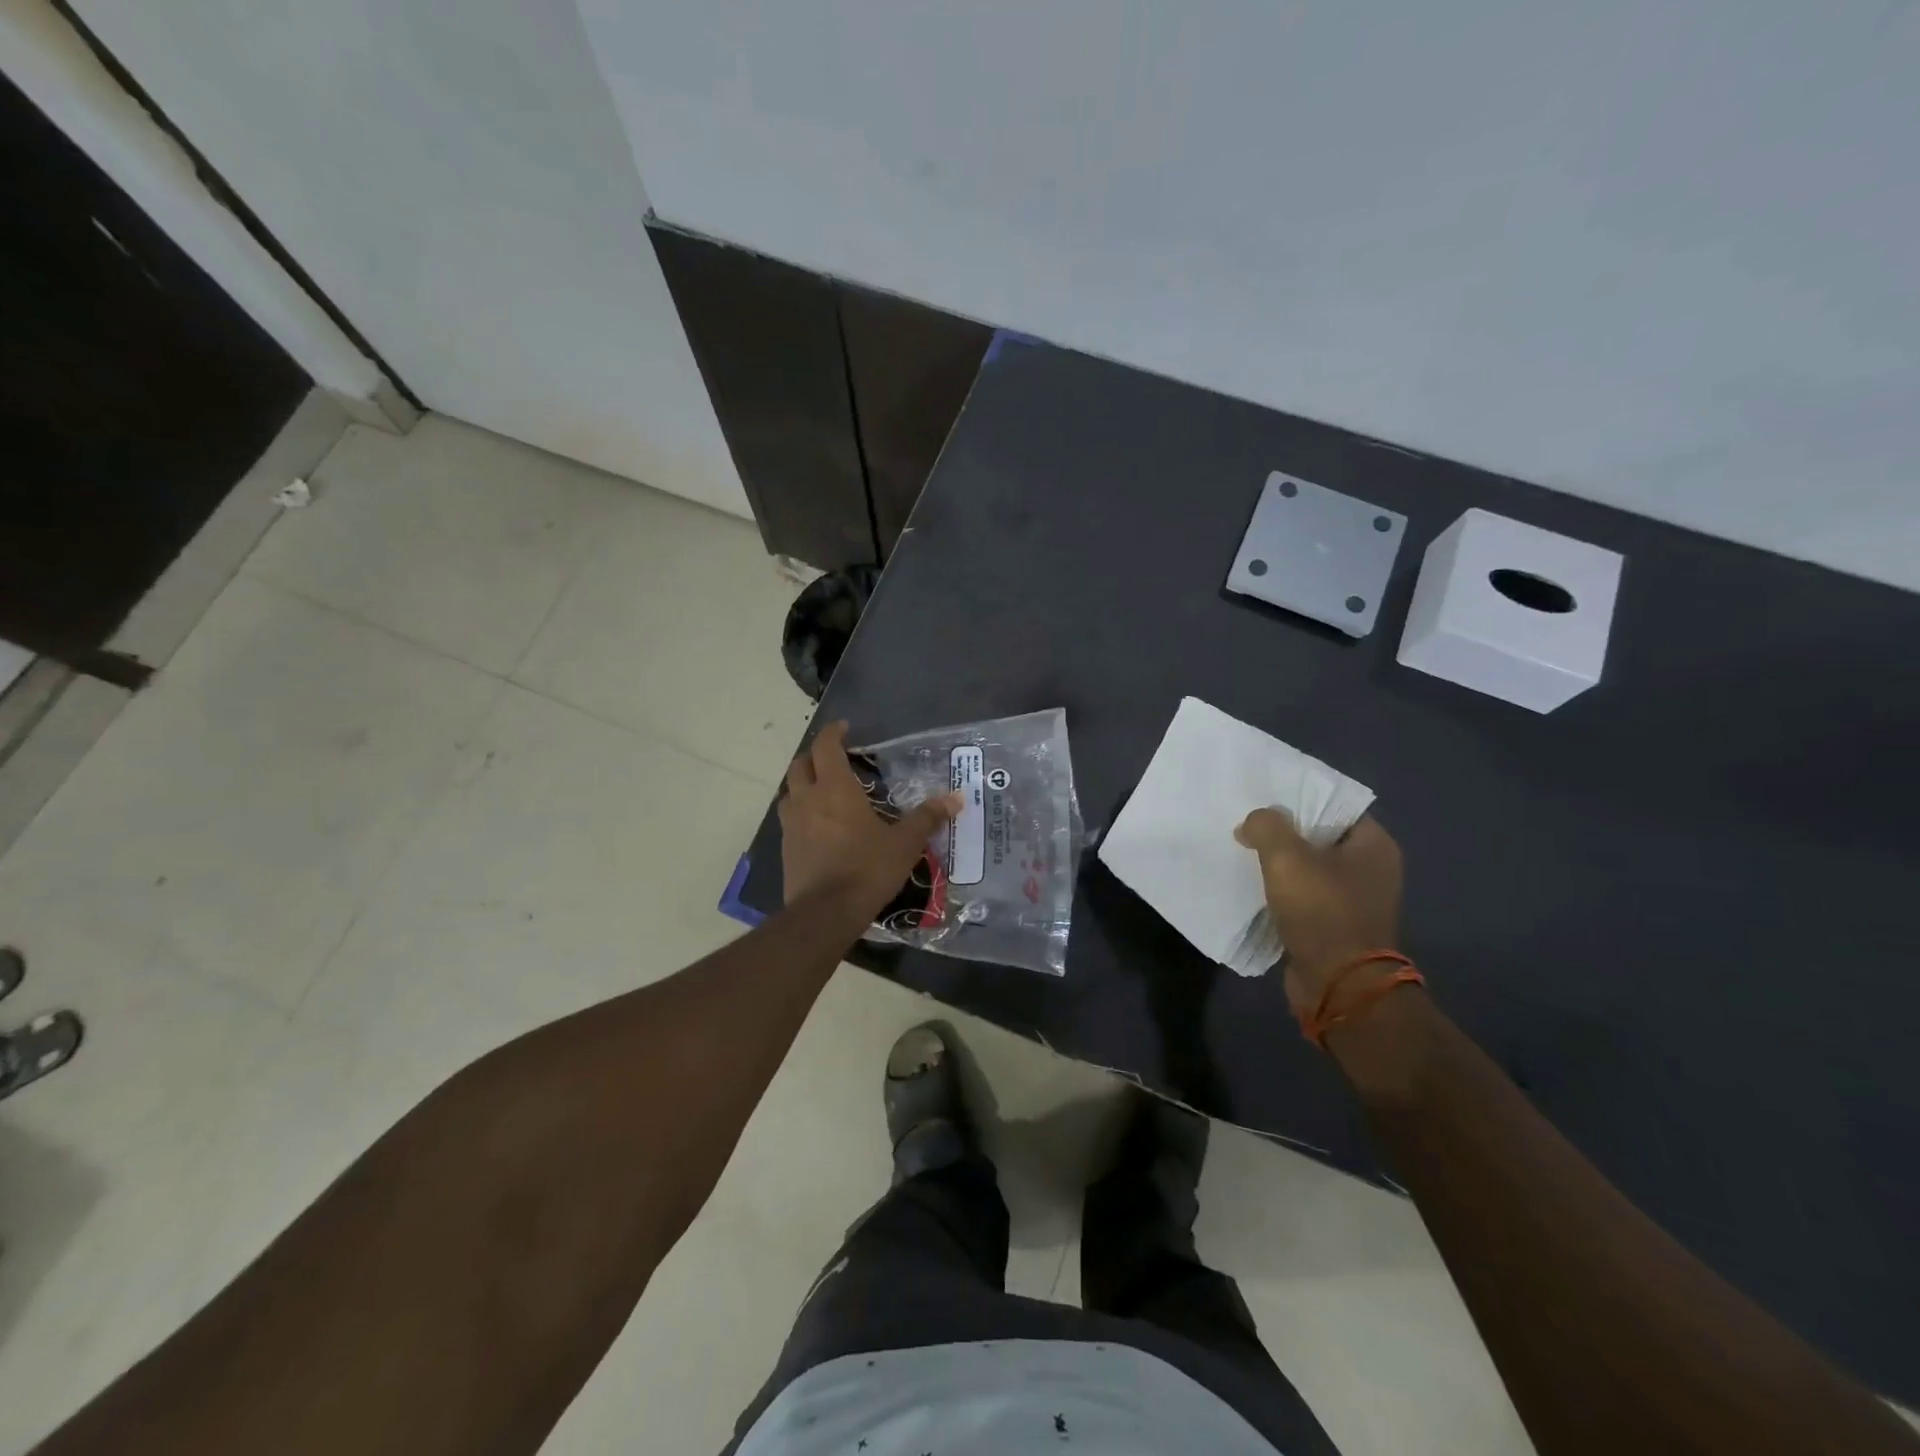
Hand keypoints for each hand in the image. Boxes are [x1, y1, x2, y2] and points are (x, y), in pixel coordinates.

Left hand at [780, 722, 961, 912]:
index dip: (833, 733)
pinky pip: (790, 819)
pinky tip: (818, 826)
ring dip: (803, 784)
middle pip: (800, 765)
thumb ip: (927, 818)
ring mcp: (792, 825)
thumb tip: (956, 798)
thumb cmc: (867, 869)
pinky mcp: (786, 849)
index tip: (845, 728)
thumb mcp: (904, 843)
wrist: (826, 913)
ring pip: (790, 792)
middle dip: (815, 756)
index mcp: (835, 789)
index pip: (826, 746)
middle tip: (835, 759)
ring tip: (822, 791)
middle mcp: (808, 800)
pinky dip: (801, 812)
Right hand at [1235, 809, 1403, 1015]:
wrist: (1339, 985)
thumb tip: (1254, 822)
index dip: (1300, 799)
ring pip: (1310, 868)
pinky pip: (1306, 896)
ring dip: (1281, 864)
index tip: (1265, 799)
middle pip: (1320, 837)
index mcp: (1374, 845)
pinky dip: (1283, 891)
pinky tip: (1255, 886)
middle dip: (1285, 832)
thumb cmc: (1321, 911)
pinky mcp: (1337, 925)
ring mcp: (1356, 900)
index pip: (1335, 806)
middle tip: (1248, 825)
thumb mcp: (1286, 857)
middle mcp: (1372, 869)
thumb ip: (1266, 826)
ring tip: (1245, 853)